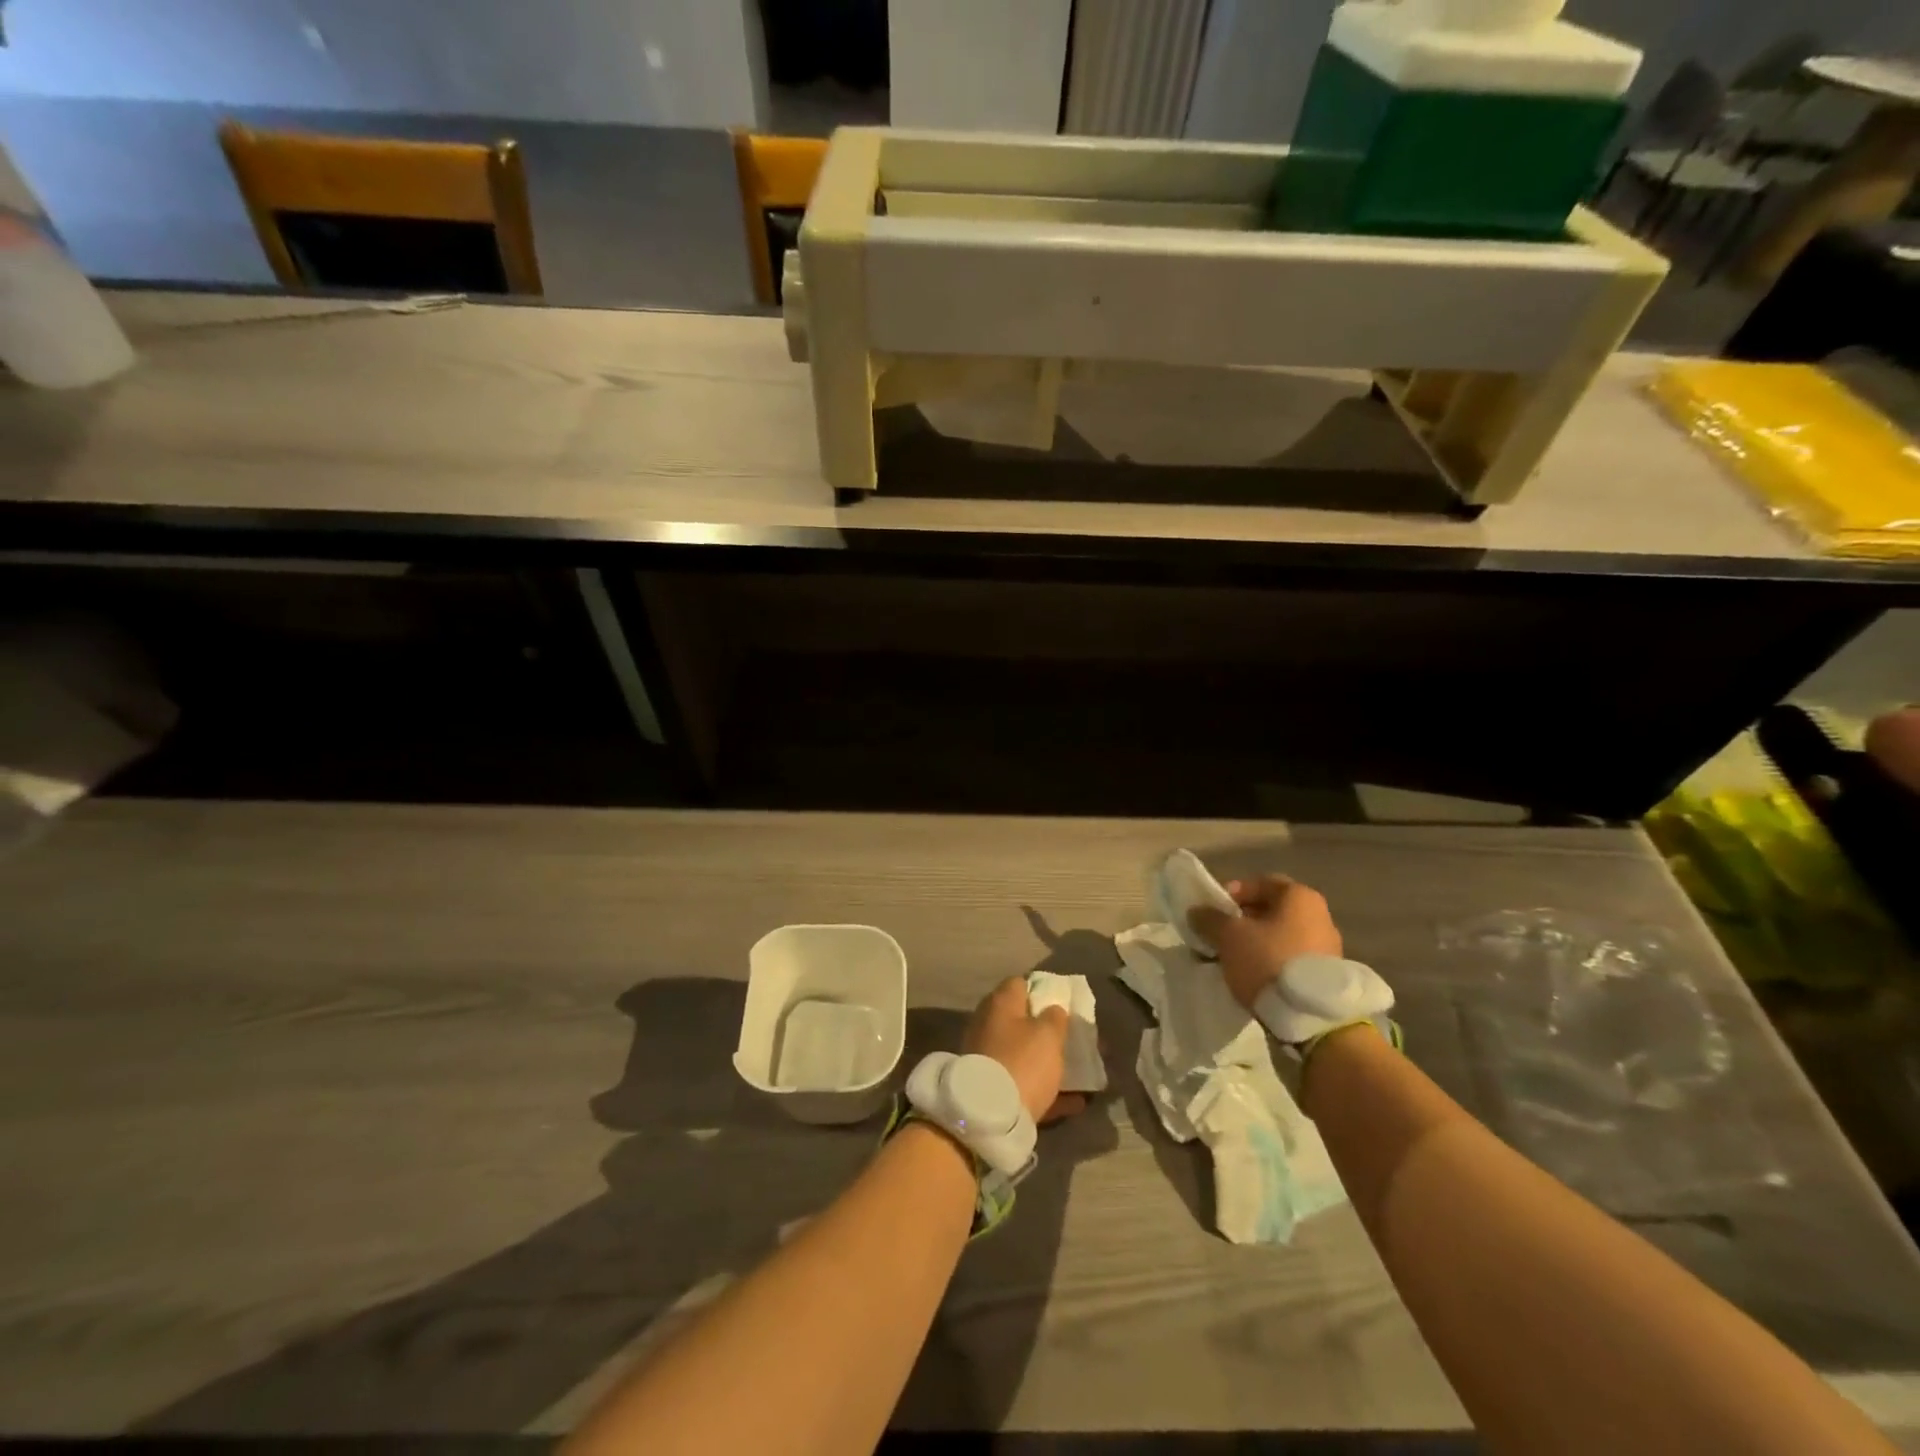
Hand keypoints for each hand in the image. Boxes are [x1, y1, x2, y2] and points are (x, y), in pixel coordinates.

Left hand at [964, 977, 1086, 1124]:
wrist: (989, 1116)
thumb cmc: (1022, 1062)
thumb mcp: (1048, 1034)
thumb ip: (1055, 1018)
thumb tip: (1053, 1010)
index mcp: (1000, 1004)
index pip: (1020, 984)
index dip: (1042, 990)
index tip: (1063, 1003)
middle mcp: (988, 1025)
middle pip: (1021, 1020)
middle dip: (1046, 1029)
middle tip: (1071, 1038)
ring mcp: (987, 1057)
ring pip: (1023, 1054)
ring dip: (1048, 1061)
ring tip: (1079, 1071)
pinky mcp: (991, 1088)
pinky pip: (1023, 1083)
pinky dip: (1046, 1090)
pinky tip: (1075, 1102)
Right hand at [1189, 875, 1342, 1012]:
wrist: (1311, 1016)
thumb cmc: (1268, 960)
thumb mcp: (1229, 935)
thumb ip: (1210, 918)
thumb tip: (1197, 912)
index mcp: (1300, 897)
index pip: (1261, 882)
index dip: (1234, 891)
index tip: (1215, 910)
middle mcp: (1320, 916)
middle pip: (1272, 910)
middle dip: (1242, 920)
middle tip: (1220, 935)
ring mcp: (1327, 947)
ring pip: (1280, 936)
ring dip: (1255, 943)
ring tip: (1232, 959)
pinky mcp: (1327, 976)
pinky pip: (1290, 958)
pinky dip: (1270, 962)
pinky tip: (1253, 977)